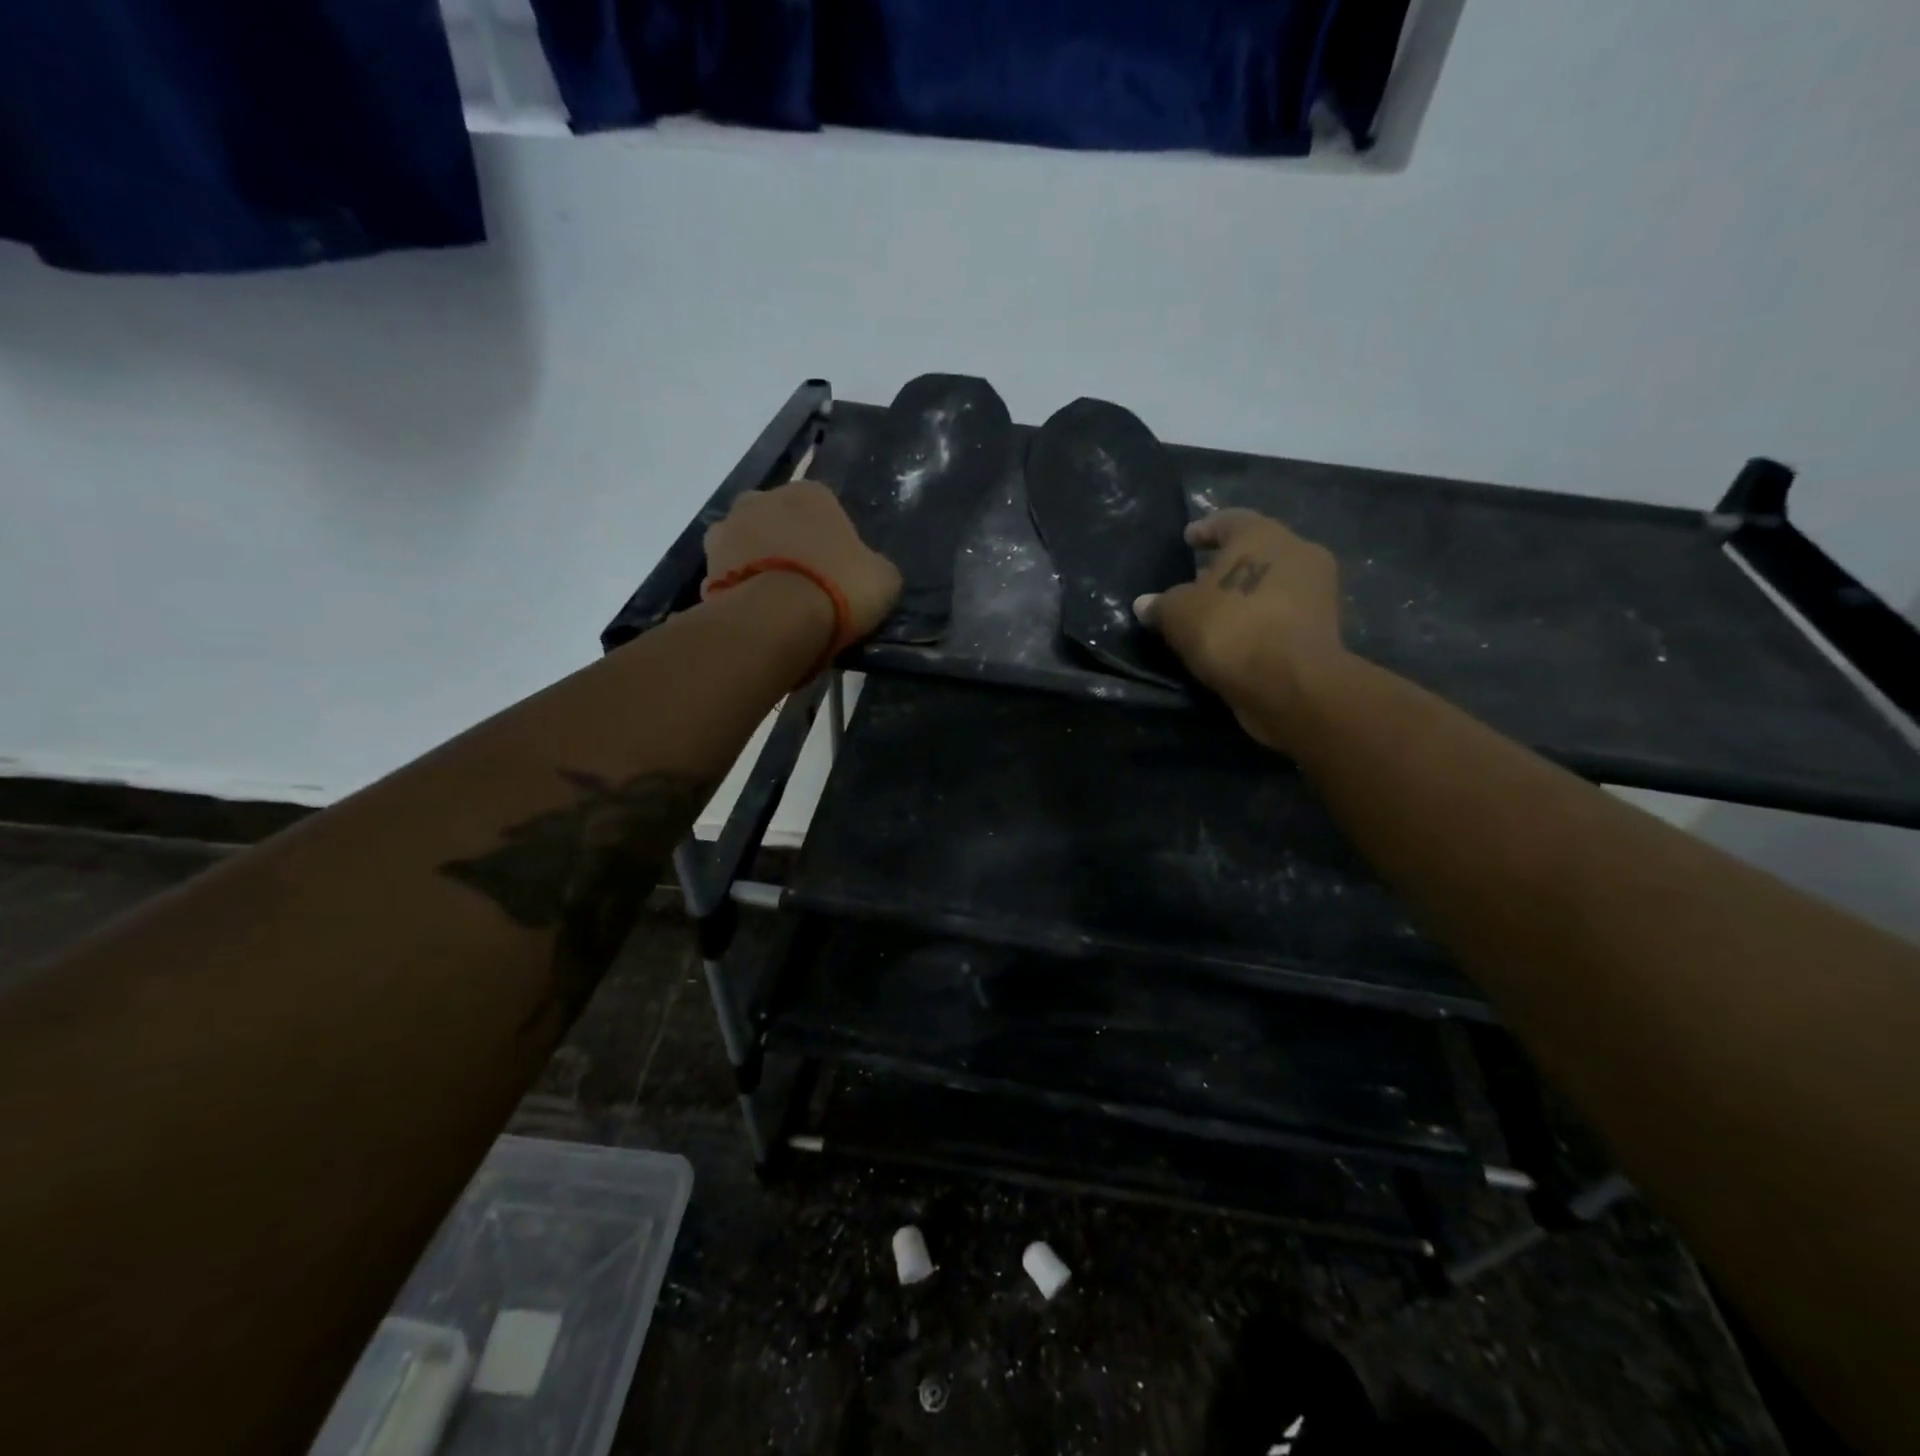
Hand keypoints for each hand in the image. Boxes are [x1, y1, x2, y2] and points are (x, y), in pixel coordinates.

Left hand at [704, 481, 902, 639]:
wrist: (777, 620)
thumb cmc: (839, 588)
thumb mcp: (883, 579)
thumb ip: (873, 566)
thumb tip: (867, 570)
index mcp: (810, 493)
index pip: (825, 508)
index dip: (833, 540)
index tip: (839, 571)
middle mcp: (762, 498)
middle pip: (779, 520)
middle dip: (789, 545)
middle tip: (806, 585)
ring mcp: (727, 530)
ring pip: (748, 545)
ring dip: (759, 565)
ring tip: (777, 604)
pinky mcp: (704, 567)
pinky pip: (728, 577)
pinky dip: (739, 591)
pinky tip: (757, 616)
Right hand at [1134, 509, 1347, 751]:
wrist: (1291, 683)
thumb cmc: (1230, 629)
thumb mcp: (1178, 616)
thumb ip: (1161, 605)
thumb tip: (1144, 604)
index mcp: (1261, 534)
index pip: (1230, 520)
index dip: (1206, 529)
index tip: (1189, 539)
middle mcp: (1297, 551)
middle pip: (1257, 550)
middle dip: (1228, 564)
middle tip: (1200, 580)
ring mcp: (1318, 590)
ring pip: (1273, 582)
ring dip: (1247, 594)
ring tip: (1217, 613)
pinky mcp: (1325, 627)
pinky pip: (1283, 614)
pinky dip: (1262, 620)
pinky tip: (1239, 636)